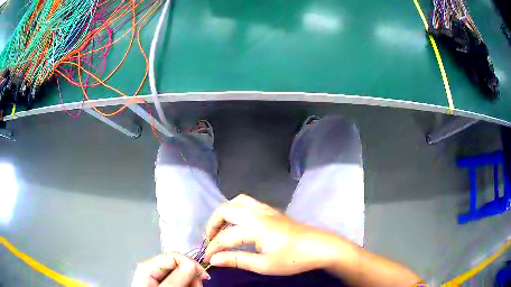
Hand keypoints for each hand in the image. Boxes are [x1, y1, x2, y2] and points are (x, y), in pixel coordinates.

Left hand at [132, 253, 210, 286]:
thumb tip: (191, 264)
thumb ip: (175, 280)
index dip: (190, 263)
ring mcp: (158, 277)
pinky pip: (180, 280)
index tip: (203, 277)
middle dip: (192, 275)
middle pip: (178, 264)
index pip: (173, 256)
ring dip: (192, 281)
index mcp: (148, 267)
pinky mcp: (164, 284)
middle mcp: (153, 269)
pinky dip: (188, 285)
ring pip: (181, 273)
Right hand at [203, 194, 341, 275]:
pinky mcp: (273, 211)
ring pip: (237, 201)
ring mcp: (266, 210)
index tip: (208, 259)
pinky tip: (240, 223)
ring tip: (222, 229)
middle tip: (211, 240)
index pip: (225, 237)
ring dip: (225, 213)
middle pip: (225, 210)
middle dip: (213, 224)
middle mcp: (257, 213)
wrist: (320, 247)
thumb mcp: (264, 265)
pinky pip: (248, 203)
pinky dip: (237, 209)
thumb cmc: (293, 259)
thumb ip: (237, 260)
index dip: (213, 248)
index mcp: (254, 227)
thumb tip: (214, 260)